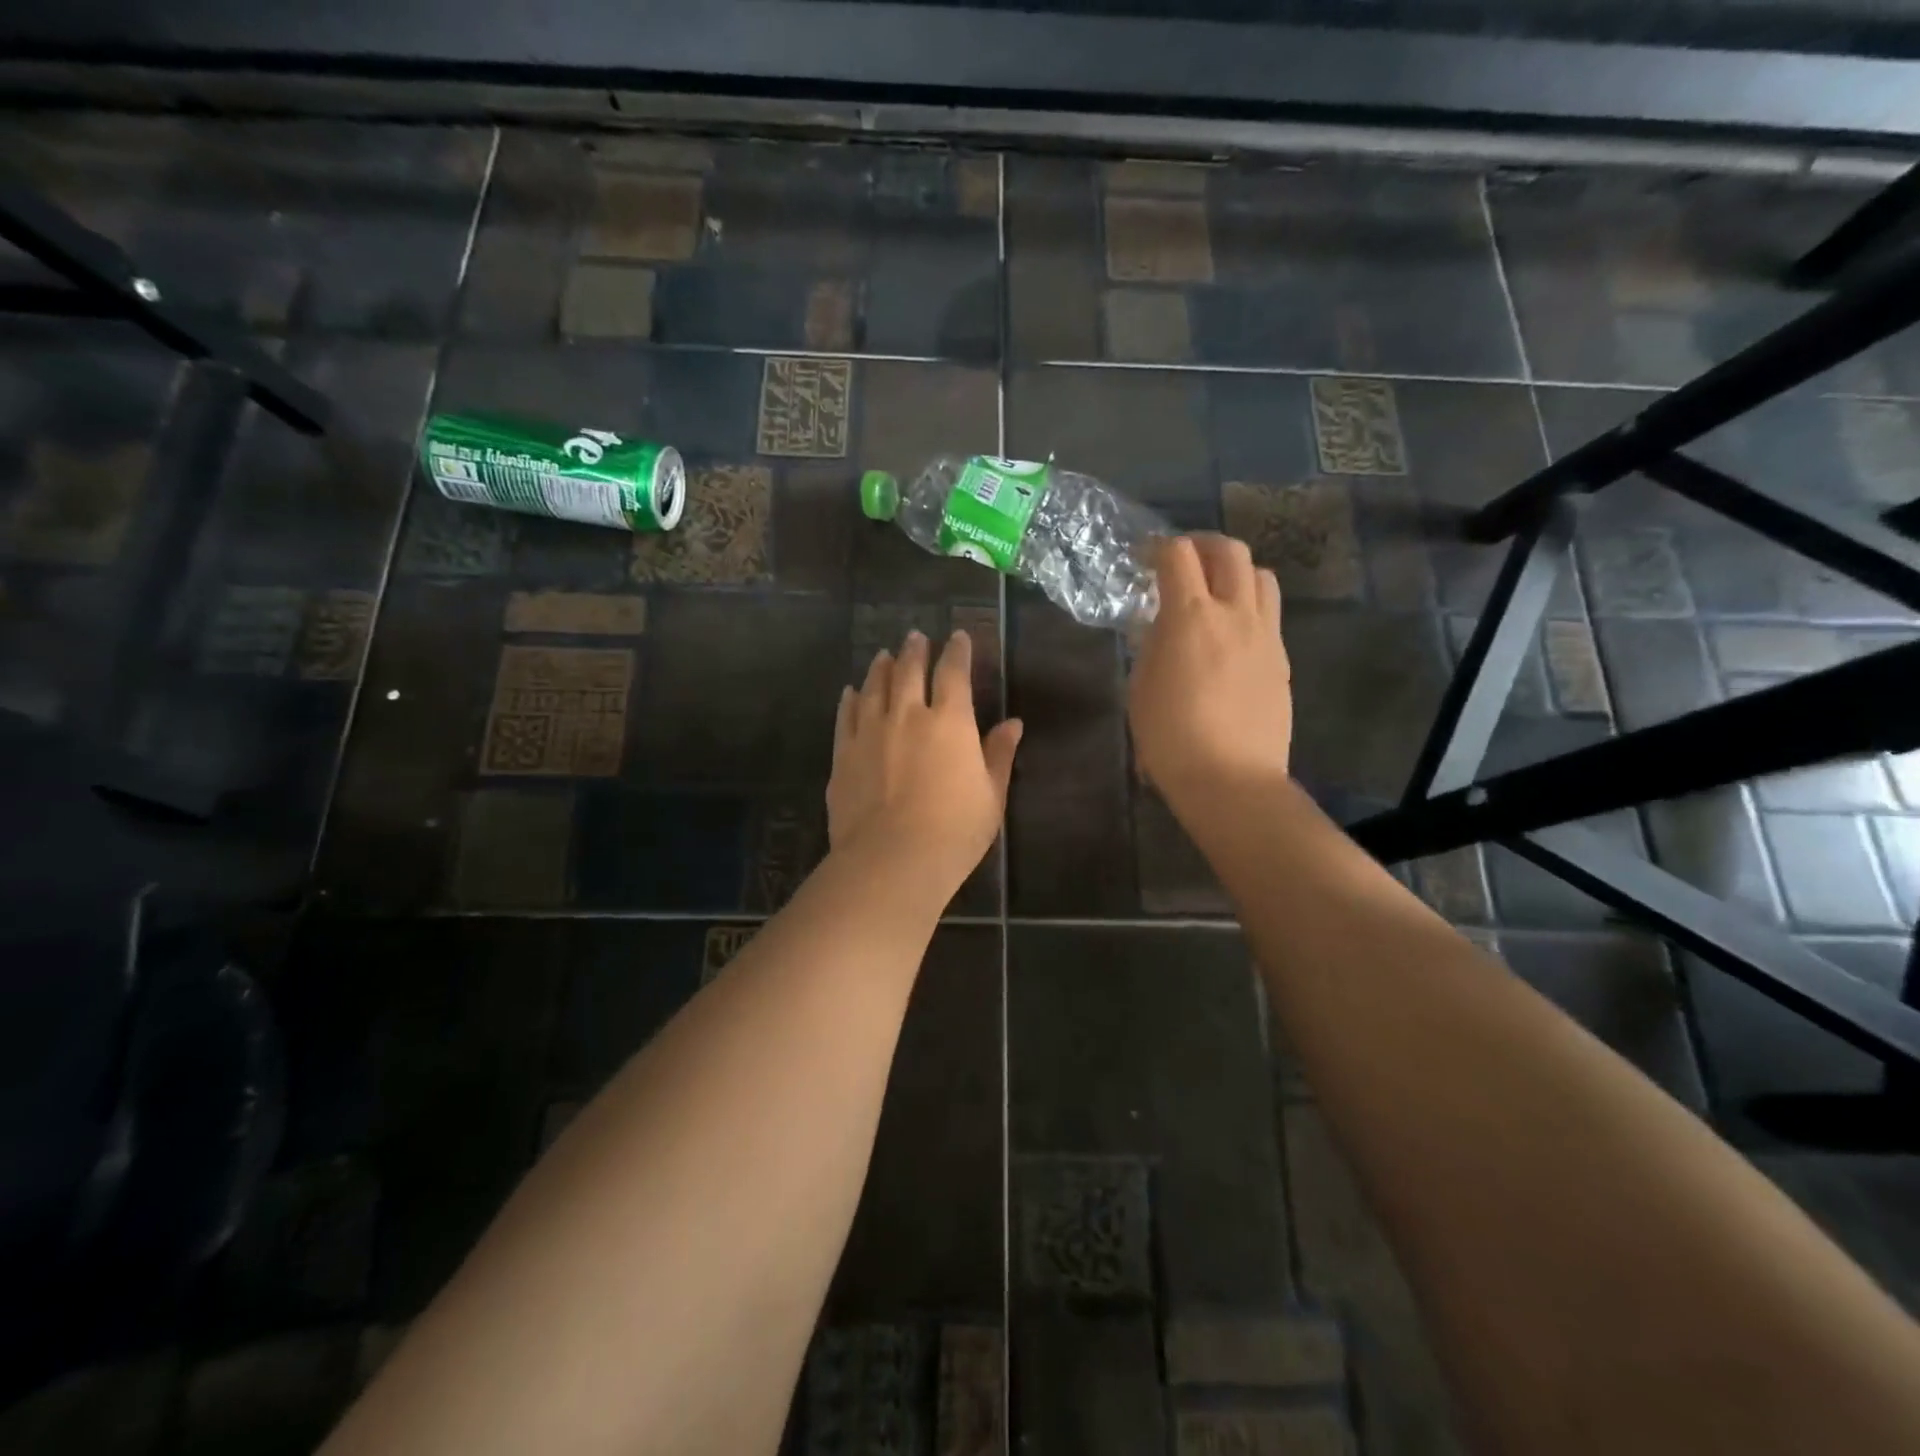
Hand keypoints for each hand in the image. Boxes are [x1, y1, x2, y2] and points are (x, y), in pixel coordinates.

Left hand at [828, 629, 1022, 899]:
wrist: (891, 859)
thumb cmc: (954, 831)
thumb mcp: (990, 796)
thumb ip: (998, 755)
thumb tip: (1013, 723)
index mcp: (950, 721)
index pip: (953, 673)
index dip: (957, 651)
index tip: (958, 635)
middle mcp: (907, 715)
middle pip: (909, 670)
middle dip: (915, 650)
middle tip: (915, 636)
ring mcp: (870, 732)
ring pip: (874, 687)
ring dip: (881, 667)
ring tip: (883, 654)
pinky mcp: (843, 754)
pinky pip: (846, 716)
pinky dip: (850, 699)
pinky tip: (851, 692)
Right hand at [1129, 535, 1291, 804]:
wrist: (1231, 779)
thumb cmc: (1171, 737)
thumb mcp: (1142, 687)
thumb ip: (1152, 644)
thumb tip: (1160, 624)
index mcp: (1191, 617)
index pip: (1178, 555)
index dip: (1158, 547)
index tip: (1144, 558)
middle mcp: (1235, 614)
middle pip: (1230, 551)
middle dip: (1203, 545)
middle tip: (1183, 561)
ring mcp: (1265, 635)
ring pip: (1261, 576)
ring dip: (1235, 572)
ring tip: (1215, 591)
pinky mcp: (1281, 659)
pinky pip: (1269, 614)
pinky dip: (1249, 606)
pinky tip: (1232, 634)